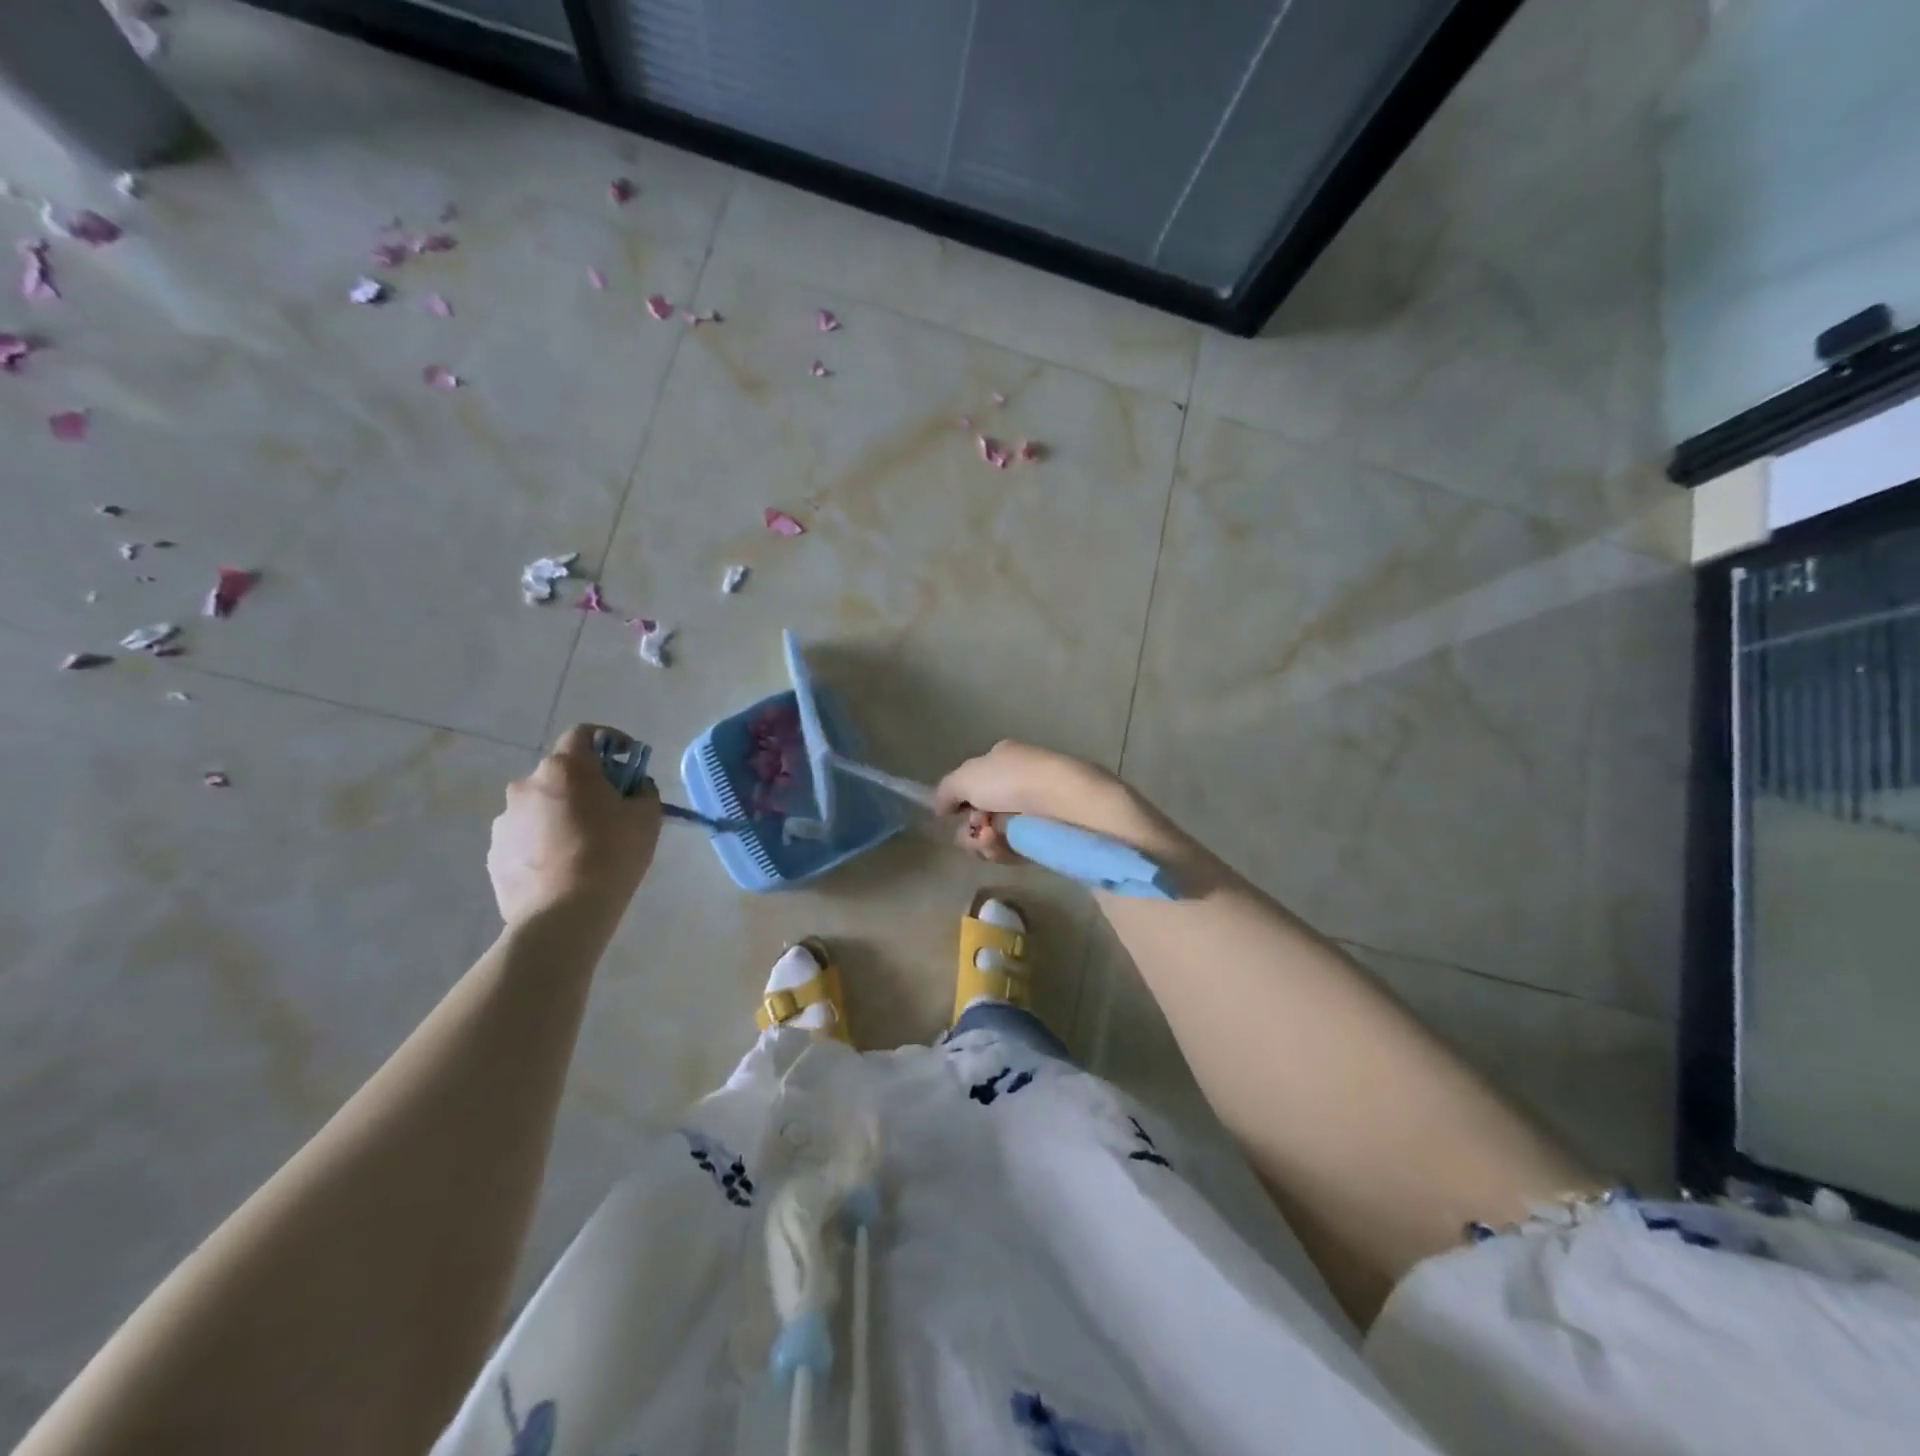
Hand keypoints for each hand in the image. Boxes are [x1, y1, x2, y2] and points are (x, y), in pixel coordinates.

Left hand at [488, 724, 661, 925]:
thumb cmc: (612, 855)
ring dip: (560, 815)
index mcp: (565, 769)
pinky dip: (543, 842)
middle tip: (608, 810)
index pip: (584, 734)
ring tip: (582, 847)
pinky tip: (561, 868)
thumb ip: (642, 790)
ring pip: (540, 807)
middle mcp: (526, 785)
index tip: (626, 758)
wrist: (563, 914)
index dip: (608, 740)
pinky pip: (525, 836)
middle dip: (584, 785)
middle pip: (560, 773)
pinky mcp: (494, 853)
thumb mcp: (647, 817)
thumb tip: (632, 787)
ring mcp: (504, 820)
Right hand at [933, 740, 1137, 863]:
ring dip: (982, 842)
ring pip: (993, 836)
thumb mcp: (967, 777)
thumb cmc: (1013, 780)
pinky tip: (1003, 847)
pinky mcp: (1045, 839)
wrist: (1066, 803)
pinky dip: (1002, 851)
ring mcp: (1034, 812)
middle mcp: (1020, 782)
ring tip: (990, 840)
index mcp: (1005, 758)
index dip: (960, 800)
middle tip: (975, 831)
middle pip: (980, 814)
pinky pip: (1012, 851)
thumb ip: (946, 791)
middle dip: (971, 828)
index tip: (953, 813)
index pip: (974, 781)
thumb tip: (940, 807)